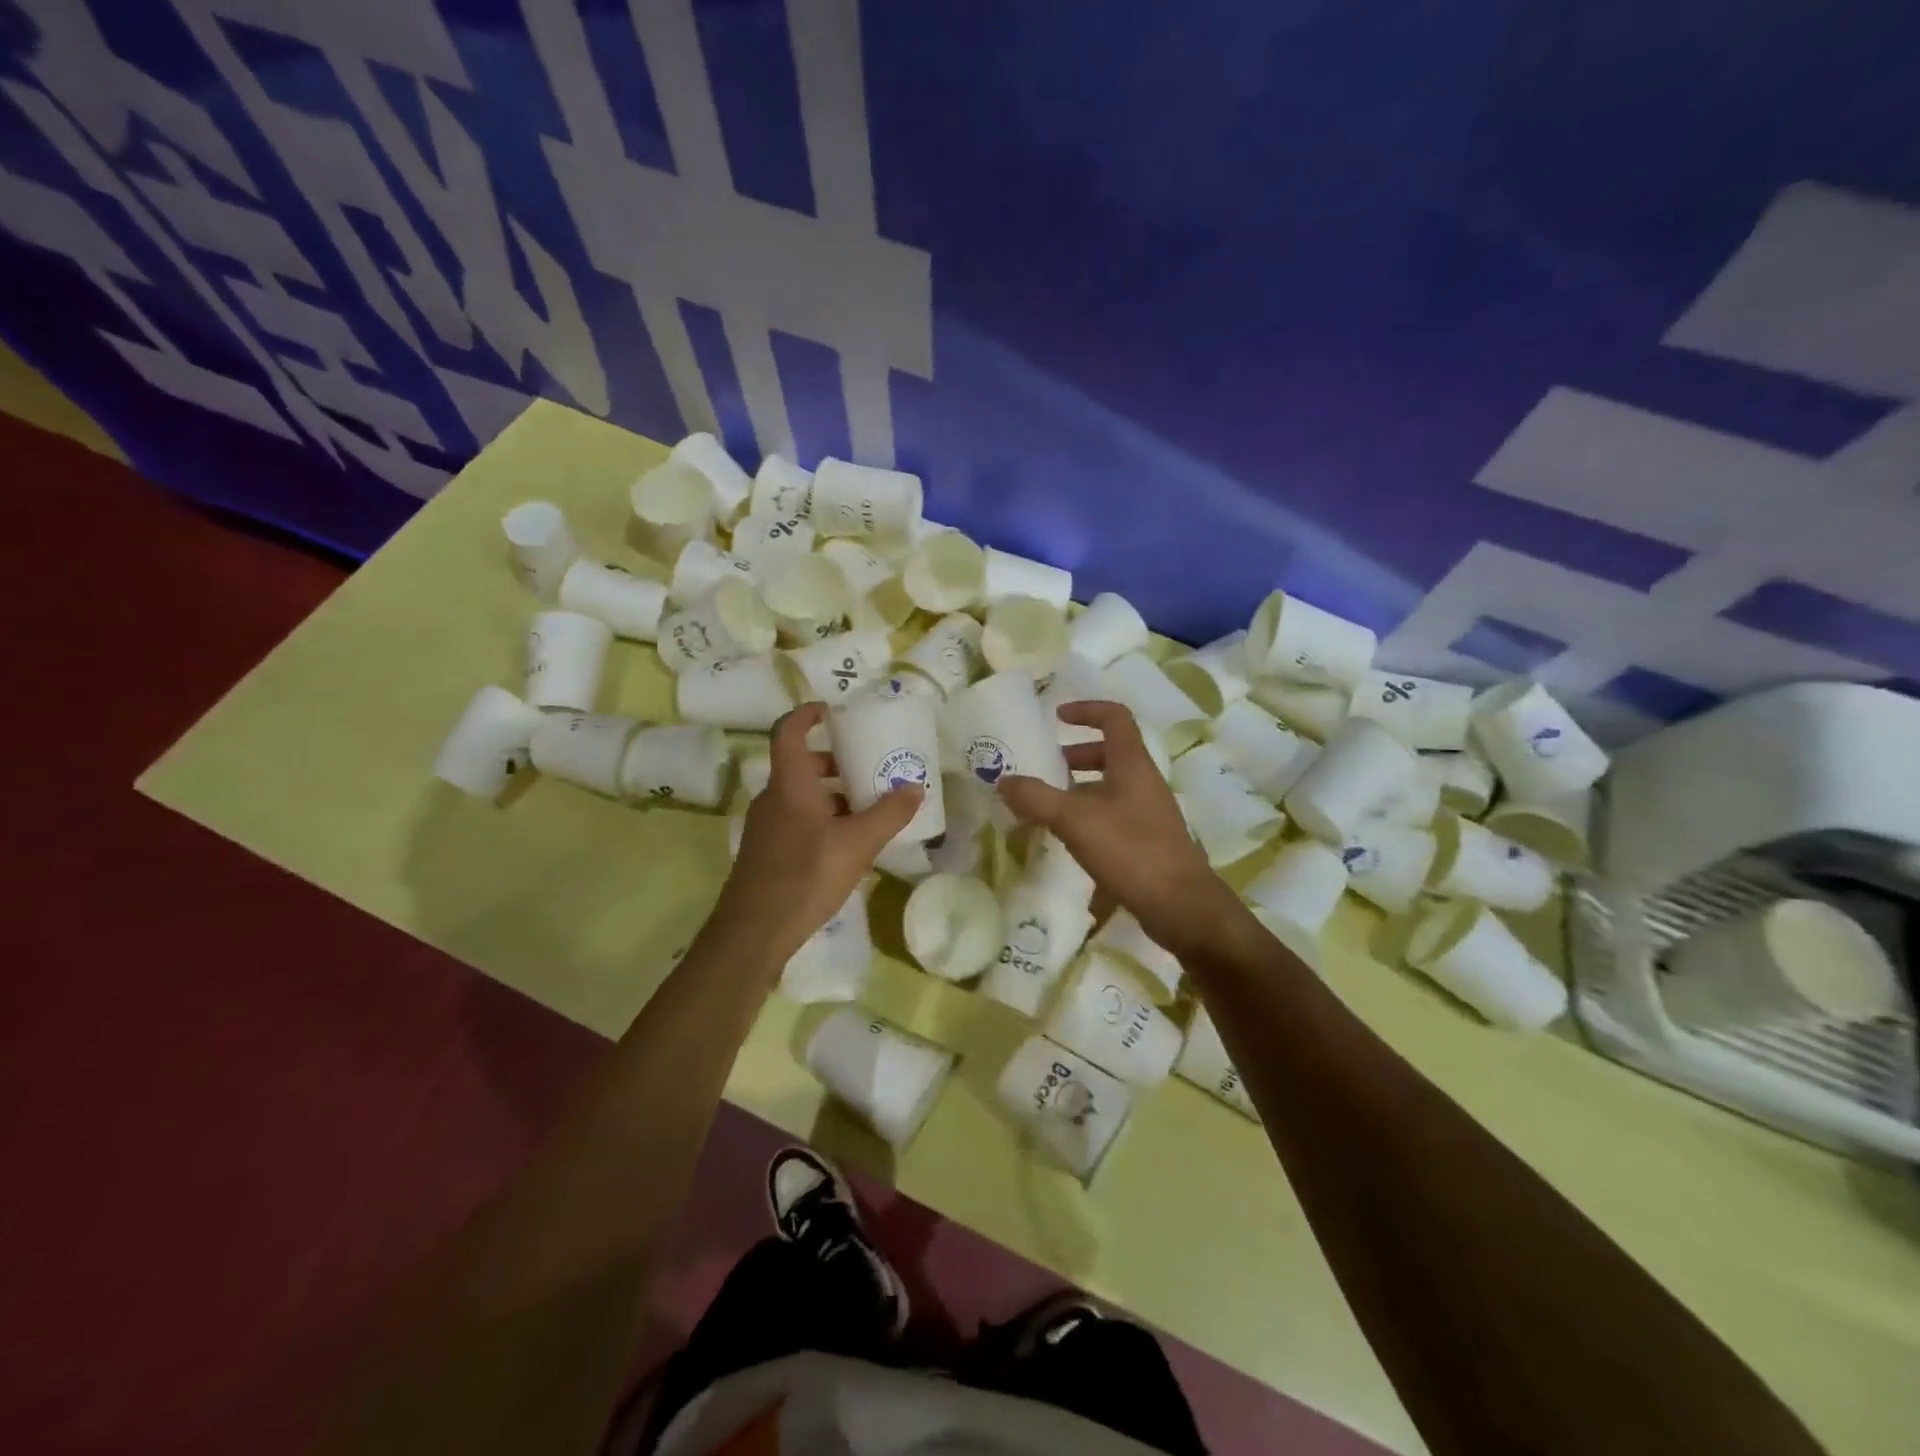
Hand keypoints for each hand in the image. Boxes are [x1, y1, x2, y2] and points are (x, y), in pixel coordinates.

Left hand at [715, 702, 922, 965]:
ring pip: (800, 795)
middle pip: (801, 765)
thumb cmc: (805, 875)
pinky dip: (822, 818)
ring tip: (867, 807)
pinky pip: (797, 820)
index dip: (808, 714)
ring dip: (832, 794)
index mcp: (789, 784)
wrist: (753, 932)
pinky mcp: (767, 852)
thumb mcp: (857, 844)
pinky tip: (847, 843)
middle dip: (834, 761)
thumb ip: (888, 814)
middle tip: (867, 766)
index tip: (832, 710)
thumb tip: (915, 788)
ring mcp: (766, 826)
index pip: (789, 731)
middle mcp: (773, 798)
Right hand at [996, 701, 1242, 959]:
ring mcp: (1148, 813)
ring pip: (1109, 786)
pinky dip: (1087, 815)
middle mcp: (1143, 782)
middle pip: (1109, 753)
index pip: (1114, 718)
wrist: (1182, 907)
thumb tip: (1003, 780)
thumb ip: (1037, 798)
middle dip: (1074, 755)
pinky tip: (1067, 838)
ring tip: (1045, 805)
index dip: (1086, 710)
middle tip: (1043, 768)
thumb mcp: (1076, 821)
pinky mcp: (1146, 841)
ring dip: (1078, 788)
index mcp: (1132, 764)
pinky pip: (1112, 814)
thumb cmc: (1132, 851)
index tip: (1056, 717)